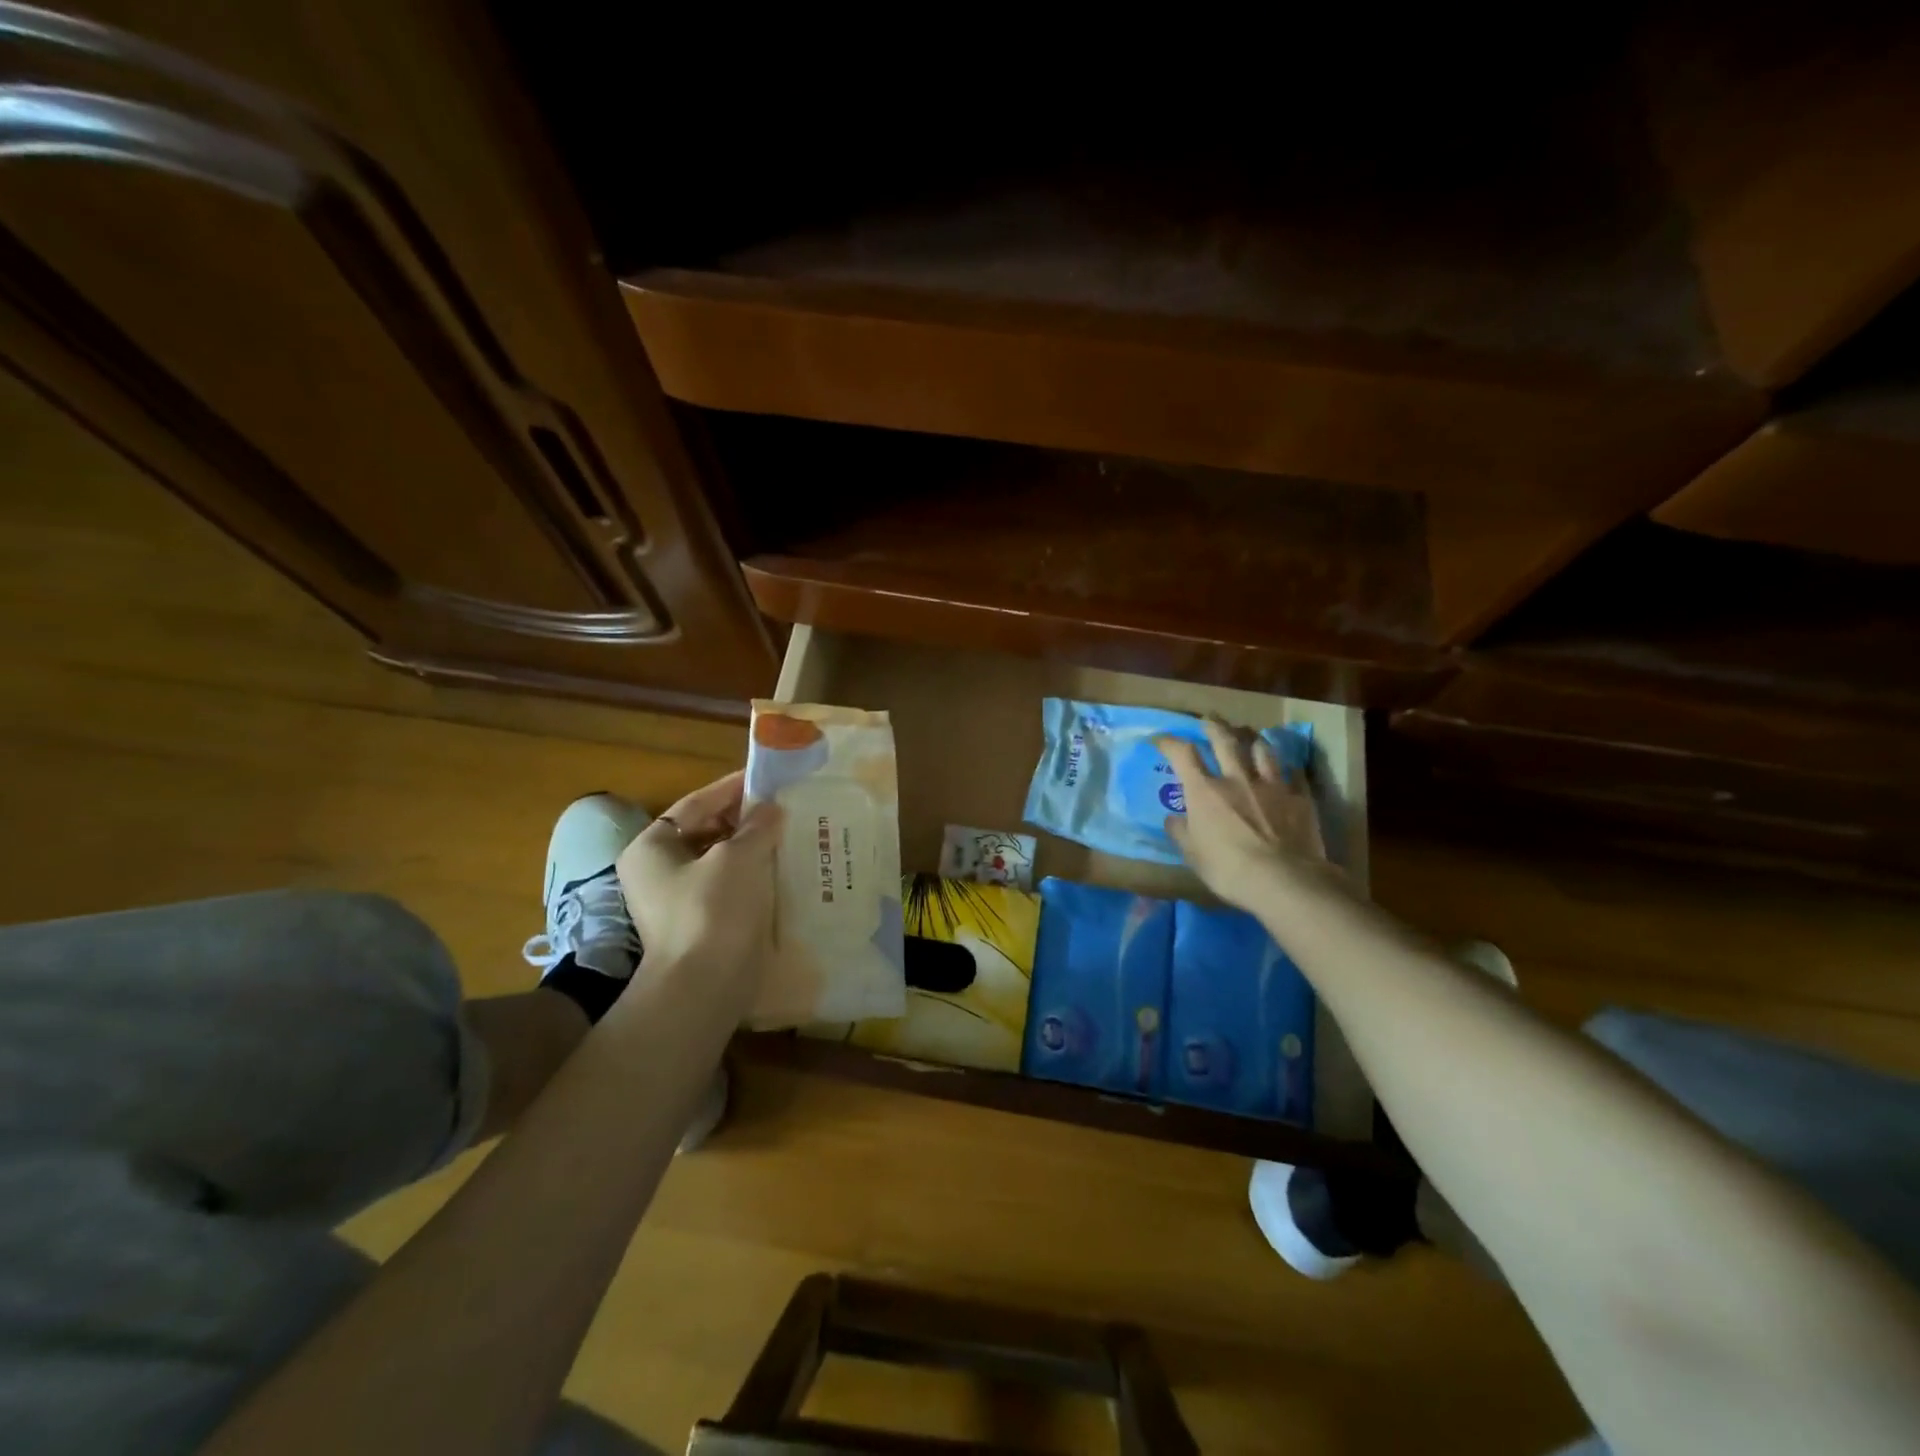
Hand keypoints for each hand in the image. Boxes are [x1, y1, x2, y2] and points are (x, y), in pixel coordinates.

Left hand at [616, 770, 782, 1007]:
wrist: (705, 985)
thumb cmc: (712, 910)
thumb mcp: (738, 857)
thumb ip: (757, 826)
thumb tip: (772, 809)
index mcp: (651, 847)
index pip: (693, 804)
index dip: (729, 789)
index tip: (764, 778)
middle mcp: (657, 870)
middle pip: (705, 830)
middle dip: (743, 819)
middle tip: (781, 806)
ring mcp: (677, 899)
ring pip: (719, 859)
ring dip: (750, 845)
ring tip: (787, 832)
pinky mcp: (700, 921)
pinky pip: (727, 884)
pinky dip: (751, 872)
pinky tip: (781, 866)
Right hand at [1159, 718, 1329, 910]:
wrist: (1284, 880)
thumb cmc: (1228, 869)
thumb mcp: (1193, 855)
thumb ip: (1181, 832)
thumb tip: (1173, 818)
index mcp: (1205, 791)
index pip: (1182, 754)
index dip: (1169, 742)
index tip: (1160, 739)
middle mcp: (1237, 779)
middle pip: (1225, 740)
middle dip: (1214, 726)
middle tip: (1209, 718)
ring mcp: (1271, 785)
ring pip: (1263, 750)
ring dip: (1254, 739)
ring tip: (1251, 736)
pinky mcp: (1300, 798)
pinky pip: (1294, 775)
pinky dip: (1288, 770)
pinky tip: (1288, 770)